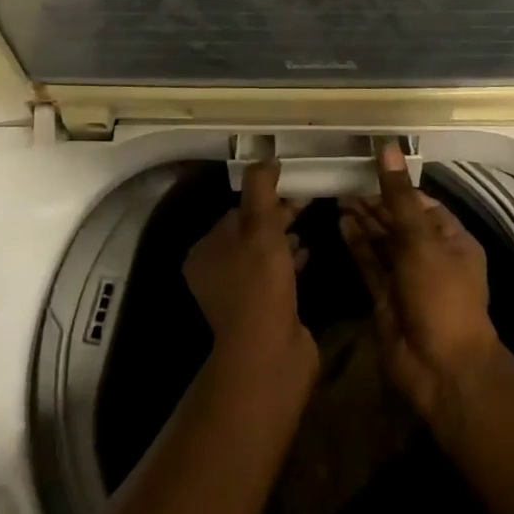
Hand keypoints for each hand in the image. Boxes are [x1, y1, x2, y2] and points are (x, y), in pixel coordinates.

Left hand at [184, 159, 315, 375]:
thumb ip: (261, 190)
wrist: (269, 354)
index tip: (293, 187)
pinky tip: (308, 253)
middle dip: (278, 216)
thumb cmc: (260, 284)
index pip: (236, 212)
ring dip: (285, 238)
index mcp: (205, 251)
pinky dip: (290, 261)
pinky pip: (275, 276)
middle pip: (249, 232)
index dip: (264, 198)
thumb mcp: (261, 227)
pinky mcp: (260, 311)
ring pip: (263, 254)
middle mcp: (215, 272)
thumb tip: (265, 159)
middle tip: (307, 202)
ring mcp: (237, 295)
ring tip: (309, 225)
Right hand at [339, 143, 497, 417]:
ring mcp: (407, 278)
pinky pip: (370, 264)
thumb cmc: (440, 296)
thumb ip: (399, 196)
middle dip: (375, 201)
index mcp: (452, 240)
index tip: (368, 165)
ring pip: (382, 241)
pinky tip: (341, 223)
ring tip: (337, 194)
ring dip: (363, 220)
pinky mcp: (385, 297)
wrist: (440, 370)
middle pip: (400, 220)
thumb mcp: (421, 240)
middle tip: (344, 178)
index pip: (422, 203)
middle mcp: (430, 256)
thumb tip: (387, 147)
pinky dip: (357, 244)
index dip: (397, 185)